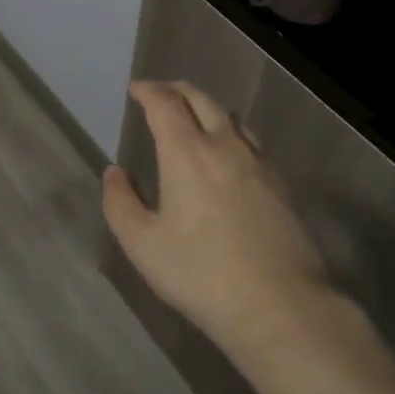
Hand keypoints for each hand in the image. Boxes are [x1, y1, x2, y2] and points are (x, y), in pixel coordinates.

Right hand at [102, 80, 329, 357]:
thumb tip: (114, 173)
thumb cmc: (201, 274)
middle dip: (177, 90)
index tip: (137, 89)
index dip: (149, 92)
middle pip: (201, 100)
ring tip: (193, 117)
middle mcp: (224, 146)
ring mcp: (258, 162)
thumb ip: (121, 203)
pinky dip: (230, 130)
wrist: (278, 304)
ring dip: (206, 107)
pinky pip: (250, 140)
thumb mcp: (143, 245)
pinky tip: (228, 152)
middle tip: (160, 93)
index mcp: (187, 153)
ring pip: (230, 117)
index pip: (165, 105)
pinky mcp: (280, 183)